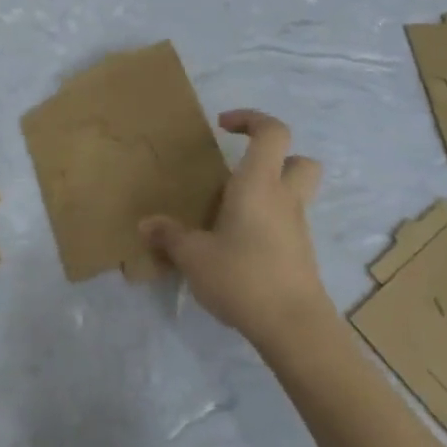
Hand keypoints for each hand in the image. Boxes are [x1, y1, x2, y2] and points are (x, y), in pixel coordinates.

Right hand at [140, 110, 333, 351]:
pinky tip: (239, 244)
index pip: (273, 132)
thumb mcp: (194, 256)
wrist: (293, 327)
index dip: (251, 119)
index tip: (223, 127)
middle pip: (299, 160)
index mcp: (259, 184)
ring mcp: (297, 227)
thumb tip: (146, 224)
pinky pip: (287, 222)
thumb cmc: (243, 276)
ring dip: (270, 191)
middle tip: (240, 169)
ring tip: (231, 210)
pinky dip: (268, 221)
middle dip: (275, 156)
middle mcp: (284, 198)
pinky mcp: (300, 253)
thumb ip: (170, 236)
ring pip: (295, 193)